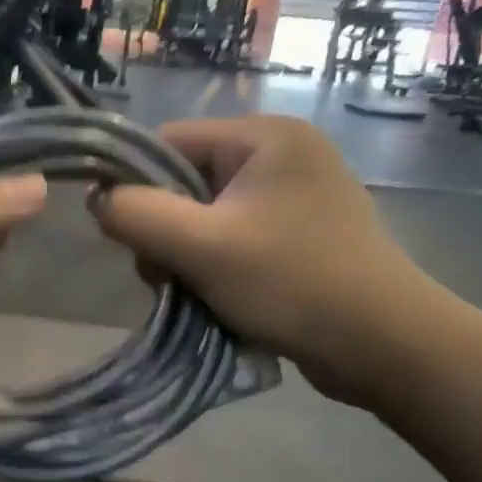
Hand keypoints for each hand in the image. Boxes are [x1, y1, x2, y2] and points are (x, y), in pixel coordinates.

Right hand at [91, 116, 452, 406]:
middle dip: (166, 232)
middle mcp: (283, 155)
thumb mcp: (200, 246)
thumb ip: (137, 215)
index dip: (137, 186)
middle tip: (169, 276)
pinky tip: (219, 298)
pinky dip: (216, 268)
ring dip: (187, 257)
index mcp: (265, 137)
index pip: (169, 143)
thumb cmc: (291, 283)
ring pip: (207, 218)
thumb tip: (98, 199)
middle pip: (186, 183)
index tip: (131, 237)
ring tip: (197, 294)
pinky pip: (235, 240)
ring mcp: (296, 197)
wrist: (382, 344)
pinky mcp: (302, 235)